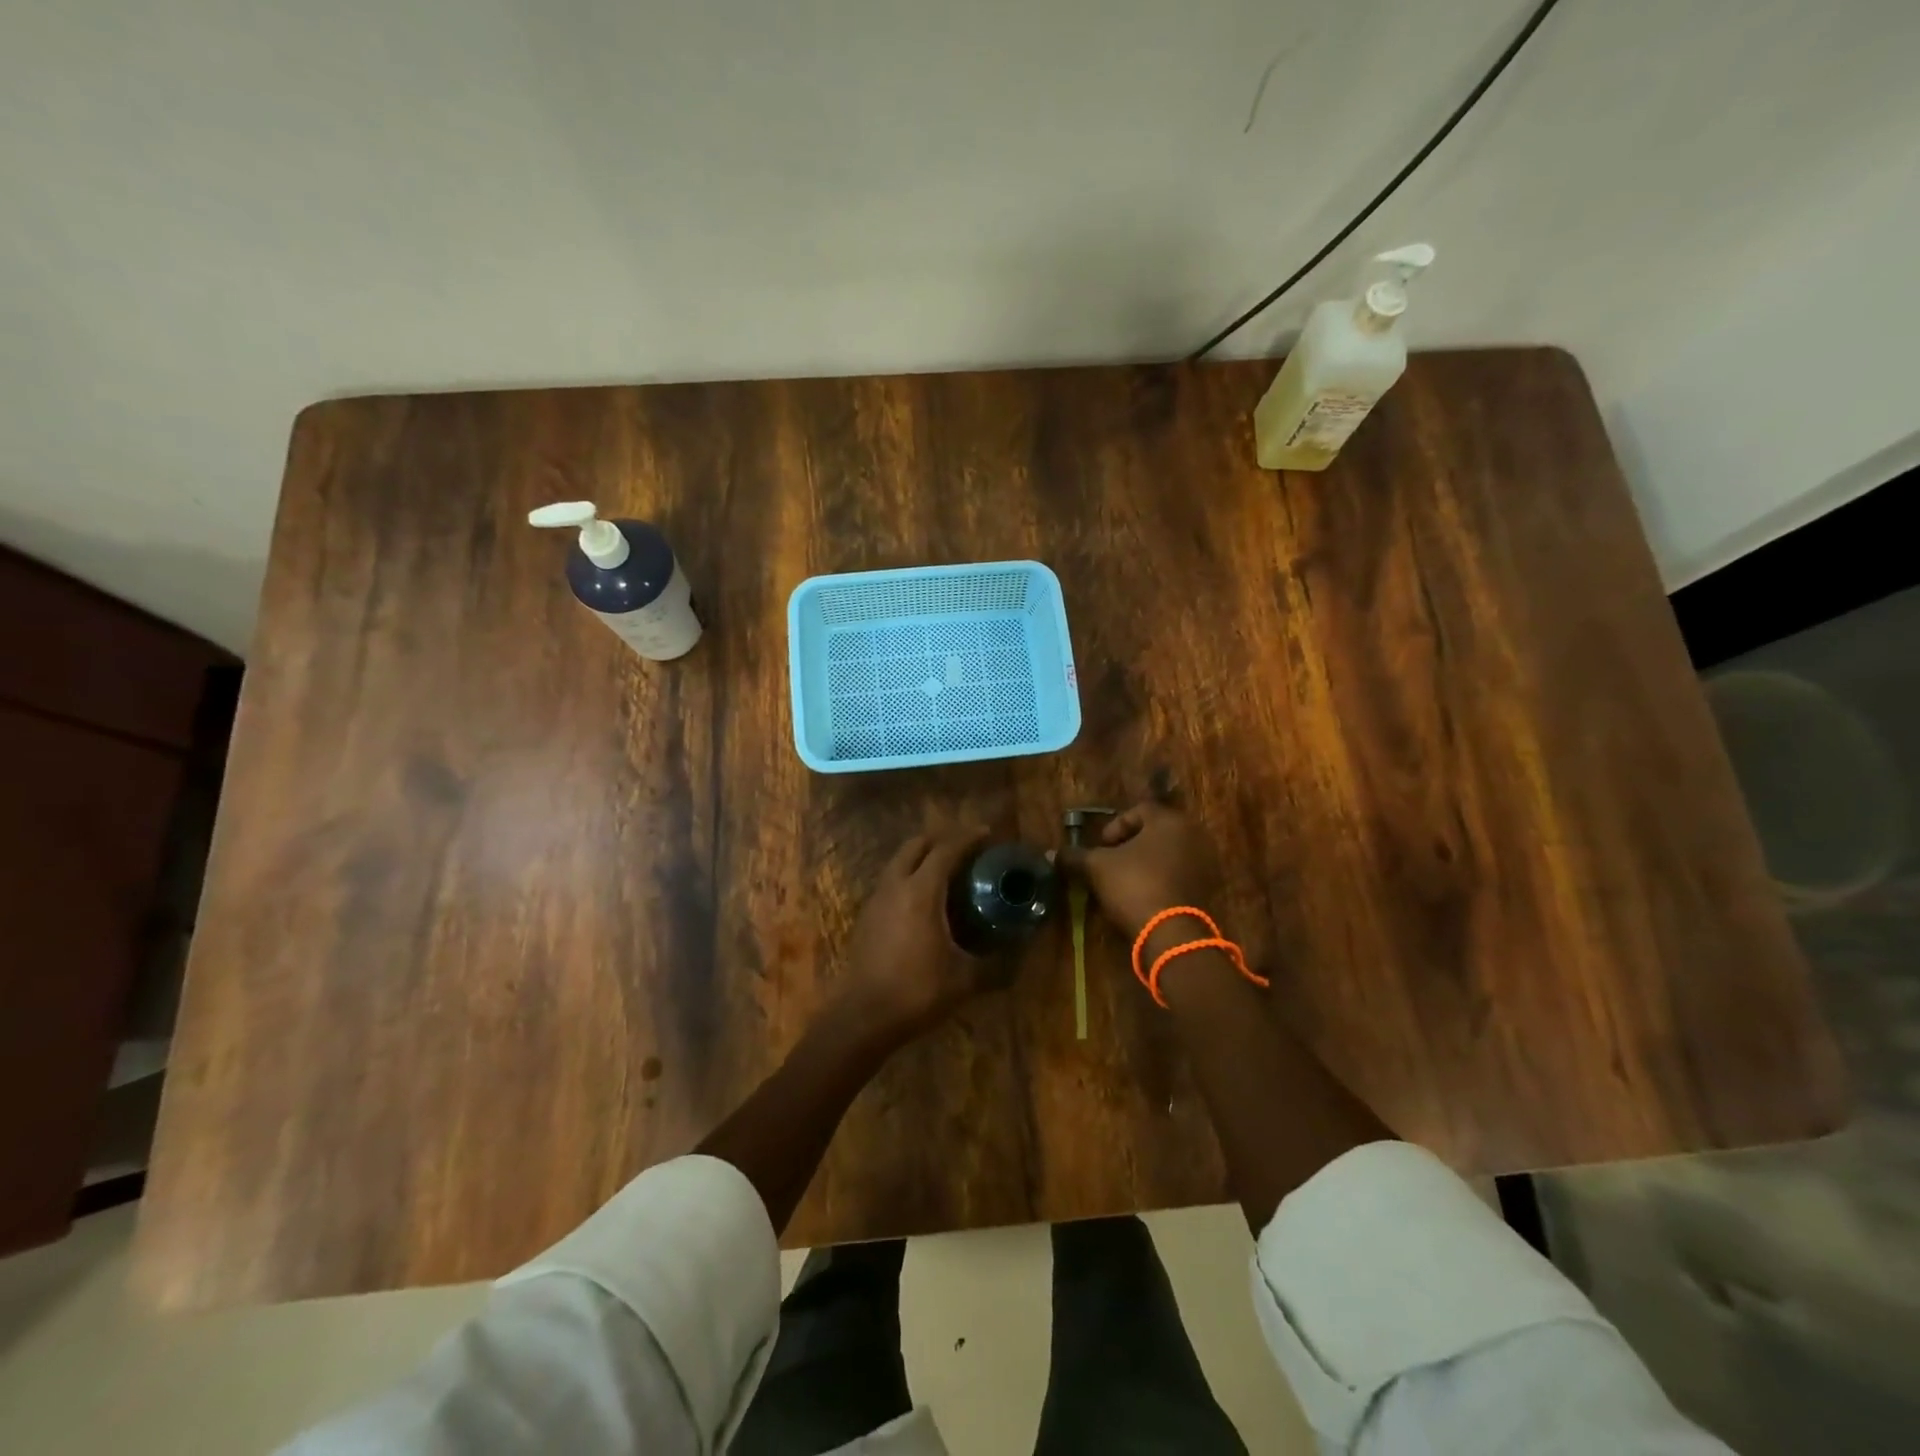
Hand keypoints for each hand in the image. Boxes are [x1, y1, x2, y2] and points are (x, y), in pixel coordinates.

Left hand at [840, 826, 996, 1043]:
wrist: (863, 1017)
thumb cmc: (917, 992)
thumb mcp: (965, 980)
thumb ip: (998, 965)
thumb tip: (1024, 955)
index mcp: (921, 891)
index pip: (946, 850)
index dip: (968, 838)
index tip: (987, 834)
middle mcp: (895, 885)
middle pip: (917, 845)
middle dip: (942, 839)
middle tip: (967, 848)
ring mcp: (876, 899)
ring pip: (899, 861)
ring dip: (922, 856)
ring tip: (947, 870)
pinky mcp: (867, 916)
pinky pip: (891, 880)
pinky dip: (909, 875)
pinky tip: (924, 899)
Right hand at [1059, 800, 1216, 939]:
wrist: (1171, 933)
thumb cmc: (1134, 885)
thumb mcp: (1097, 867)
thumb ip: (1075, 856)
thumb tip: (1051, 853)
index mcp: (1169, 820)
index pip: (1139, 810)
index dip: (1115, 827)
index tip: (1102, 847)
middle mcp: (1193, 834)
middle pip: (1155, 832)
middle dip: (1131, 845)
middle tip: (1111, 863)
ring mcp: (1206, 862)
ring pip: (1168, 854)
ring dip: (1147, 863)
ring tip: (1125, 882)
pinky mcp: (1209, 888)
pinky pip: (1180, 874)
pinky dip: (1162, 879)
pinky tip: (1144, 896)